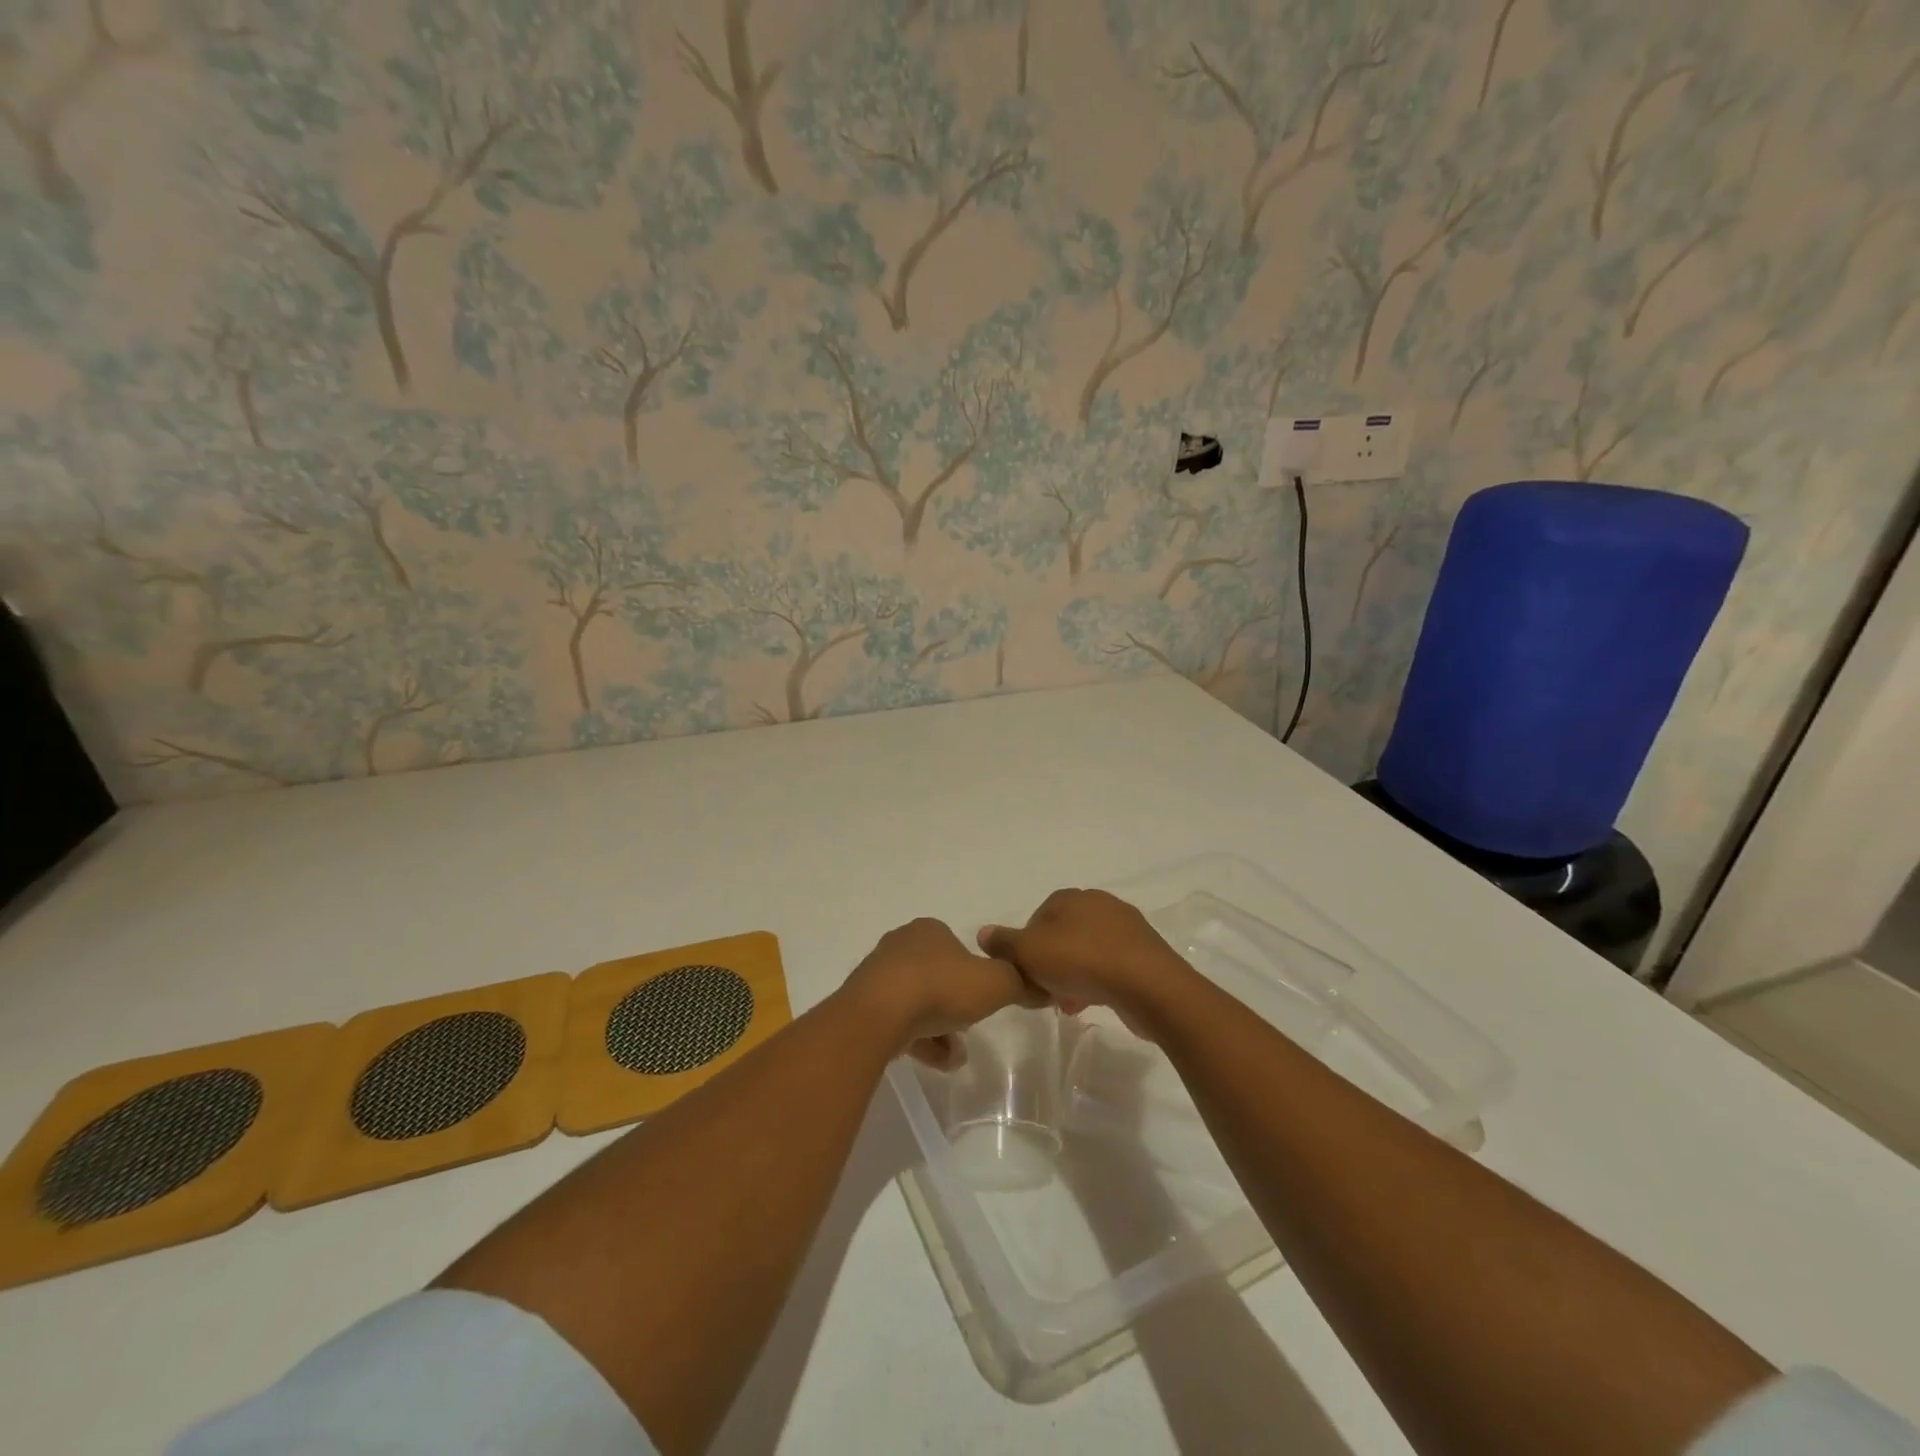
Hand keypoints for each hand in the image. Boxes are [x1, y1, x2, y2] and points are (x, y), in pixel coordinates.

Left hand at [843, 918, 1047, 1068]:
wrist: (878, 1015)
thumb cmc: (940, 988)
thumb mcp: (996, 983)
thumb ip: (1019, 982)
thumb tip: (1038, 985)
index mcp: (929, 930)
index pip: (957, 947)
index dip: (974, 973)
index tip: (984, 998)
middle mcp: (901, 946)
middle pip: (937, 976)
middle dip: (955, 1004)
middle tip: (971, 1028)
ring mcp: (878, 976)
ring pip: (917, 1002)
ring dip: (939, 1028)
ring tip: (955, 1057)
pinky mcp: (863, 1006)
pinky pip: (898, 1023)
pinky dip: (919, 1040)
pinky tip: (937, 1062)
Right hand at [978, 888, 1197, 1040]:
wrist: (1148, 985)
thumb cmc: (1082, 961)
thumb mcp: (1030, 953)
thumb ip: (1004, 943)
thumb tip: (984, 933)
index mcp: (1071, 897)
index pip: (1037, 917)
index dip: (1025, 947)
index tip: (1023, 973)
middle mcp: (1098, 903)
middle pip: (1062, 935)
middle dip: (1050, 963)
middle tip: (1042, 991)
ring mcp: (1125, 927)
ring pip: (1086, 951)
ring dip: (1072, 975)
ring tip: (1066, 1004)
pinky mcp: (1144, 952)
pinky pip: (1110, 964)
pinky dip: (1097, 980)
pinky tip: (1091, 1002)